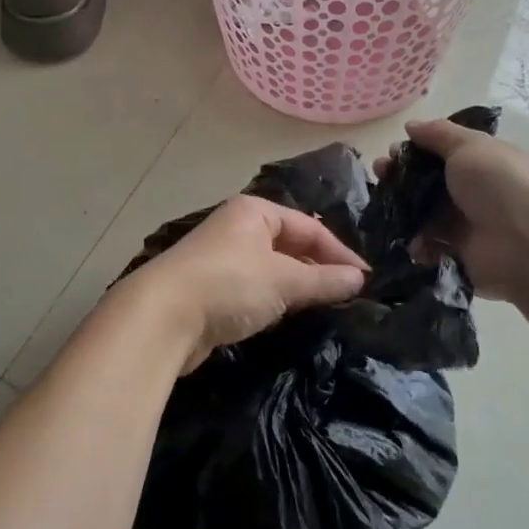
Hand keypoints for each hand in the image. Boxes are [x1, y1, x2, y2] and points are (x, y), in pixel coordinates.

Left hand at [112, 195, 367, 371]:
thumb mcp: (284, 280)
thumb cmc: (229, 284)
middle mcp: (237, 228)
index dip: (339, 253)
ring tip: (326, 307)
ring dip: (297, 286)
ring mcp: (221, 258)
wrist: (163, 316)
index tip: (365, 281)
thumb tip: (359, 279)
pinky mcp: (211, 288)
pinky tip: (288, 317)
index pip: (309, 227)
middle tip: (349, 296)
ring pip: (272, 269)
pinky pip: (254, 289)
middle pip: (289, 245)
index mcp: (254, 212)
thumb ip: (324, 280)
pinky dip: (274, 300)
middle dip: (318, 268)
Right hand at [385, 118, 528, 302]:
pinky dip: (416, 243)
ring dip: (403, 209)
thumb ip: (438, 134)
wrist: (526, 242)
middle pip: (431, 182)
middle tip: (380, 175)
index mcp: (485, 162)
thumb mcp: (469, 146)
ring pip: (426, 213)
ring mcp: (469, 224)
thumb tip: (412, 126)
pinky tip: (406, 237)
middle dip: (402, 177)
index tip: (392, 151)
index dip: (416, 150)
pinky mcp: (461, 254)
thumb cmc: (498, 183)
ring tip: (383, 208)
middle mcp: (478, 192)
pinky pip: (431, 246)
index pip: (445, 152)